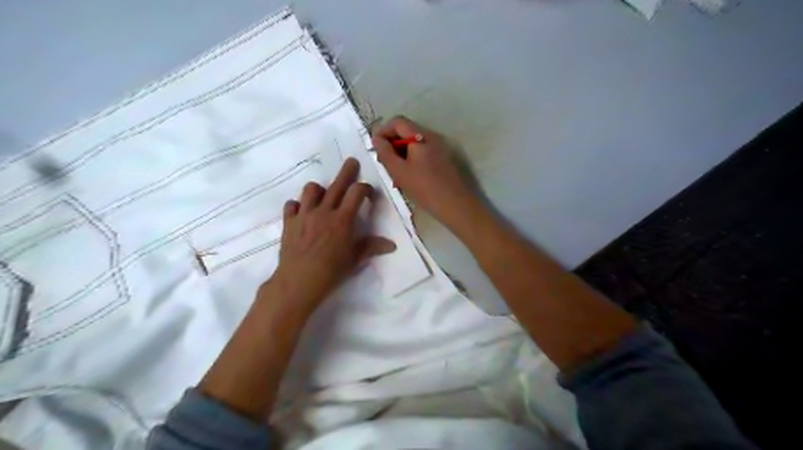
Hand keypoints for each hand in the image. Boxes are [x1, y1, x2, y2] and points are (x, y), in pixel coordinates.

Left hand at [269, 158, 395, 313]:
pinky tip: (302, 212)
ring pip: (311, 189)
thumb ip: (372, 247)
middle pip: (337, 184)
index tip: (368, 193)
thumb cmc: (331, 271)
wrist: (299, 280)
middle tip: (352, 161)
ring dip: (319, 189)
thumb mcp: (355, 259)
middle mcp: (324, 211)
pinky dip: (298, 205)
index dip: (365, 188)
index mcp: (343, 219)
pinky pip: (291, 205)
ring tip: (323, 195)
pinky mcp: (289, 222)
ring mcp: (304, 214)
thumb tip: (392, 245)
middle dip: (347, 171)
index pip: (357, 192)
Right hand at [374, 116, 479, 227]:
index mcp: (421, 136)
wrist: (456, 205)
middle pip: (406, 132)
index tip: (376, 149)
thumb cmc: (425, 187)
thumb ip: (385, 153)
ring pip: (414, 145)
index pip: (397, 122)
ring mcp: (440, 148)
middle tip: (384, 164)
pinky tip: (409, 178)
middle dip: (392, 144)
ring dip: (401, 154)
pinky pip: (423, 154)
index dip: (383, 131)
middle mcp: (432, 137)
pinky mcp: (444, 160)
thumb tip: (376, 138)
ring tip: (395, 174)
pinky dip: (412, 161)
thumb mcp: (399, 171)